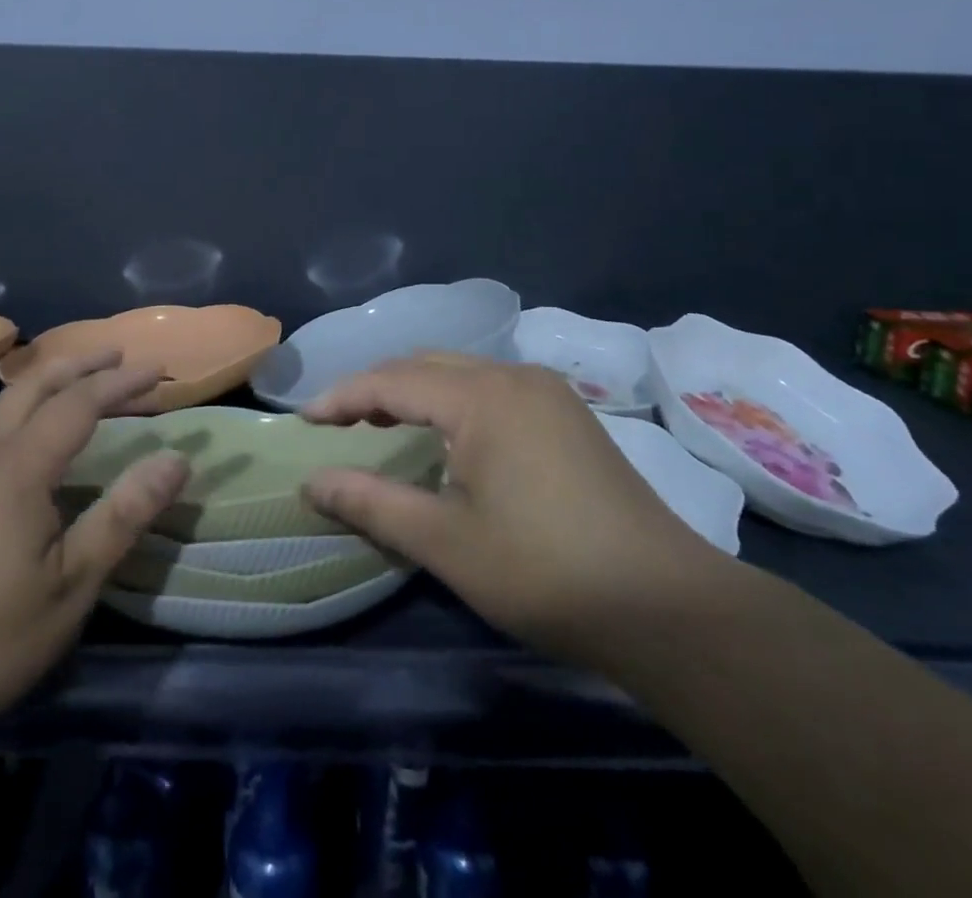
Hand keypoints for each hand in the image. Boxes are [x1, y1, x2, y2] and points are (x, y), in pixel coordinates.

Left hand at [0, 349, 188, 748]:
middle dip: (82, 364)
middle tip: (122, 357)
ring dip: (51, 380)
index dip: (121, 382)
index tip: (159, 371)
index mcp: (16, 468)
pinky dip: (25, 403)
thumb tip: (176, 460)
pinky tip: (33, 429)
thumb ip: (124, 515)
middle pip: (35, 383)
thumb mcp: (71, 585)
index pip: (78, 402)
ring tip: (85, 380)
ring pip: (6, 400)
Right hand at [302, 355, 727, 661]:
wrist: (667, 607)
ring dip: (415, 392)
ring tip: (382, 427)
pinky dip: (452, 401)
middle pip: (425, 364)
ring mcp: (547, 392)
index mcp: (481, 396)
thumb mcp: (445, 542)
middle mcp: (514, 376)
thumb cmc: (544, 572)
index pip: (391, 380)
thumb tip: (312, 481)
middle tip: (339, 425)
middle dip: (376, 389)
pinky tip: (447, 438)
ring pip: (460, 372)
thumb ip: (372, 503)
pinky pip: (491, 388)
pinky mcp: (568, 415)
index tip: (304, 423)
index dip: (342, 398)